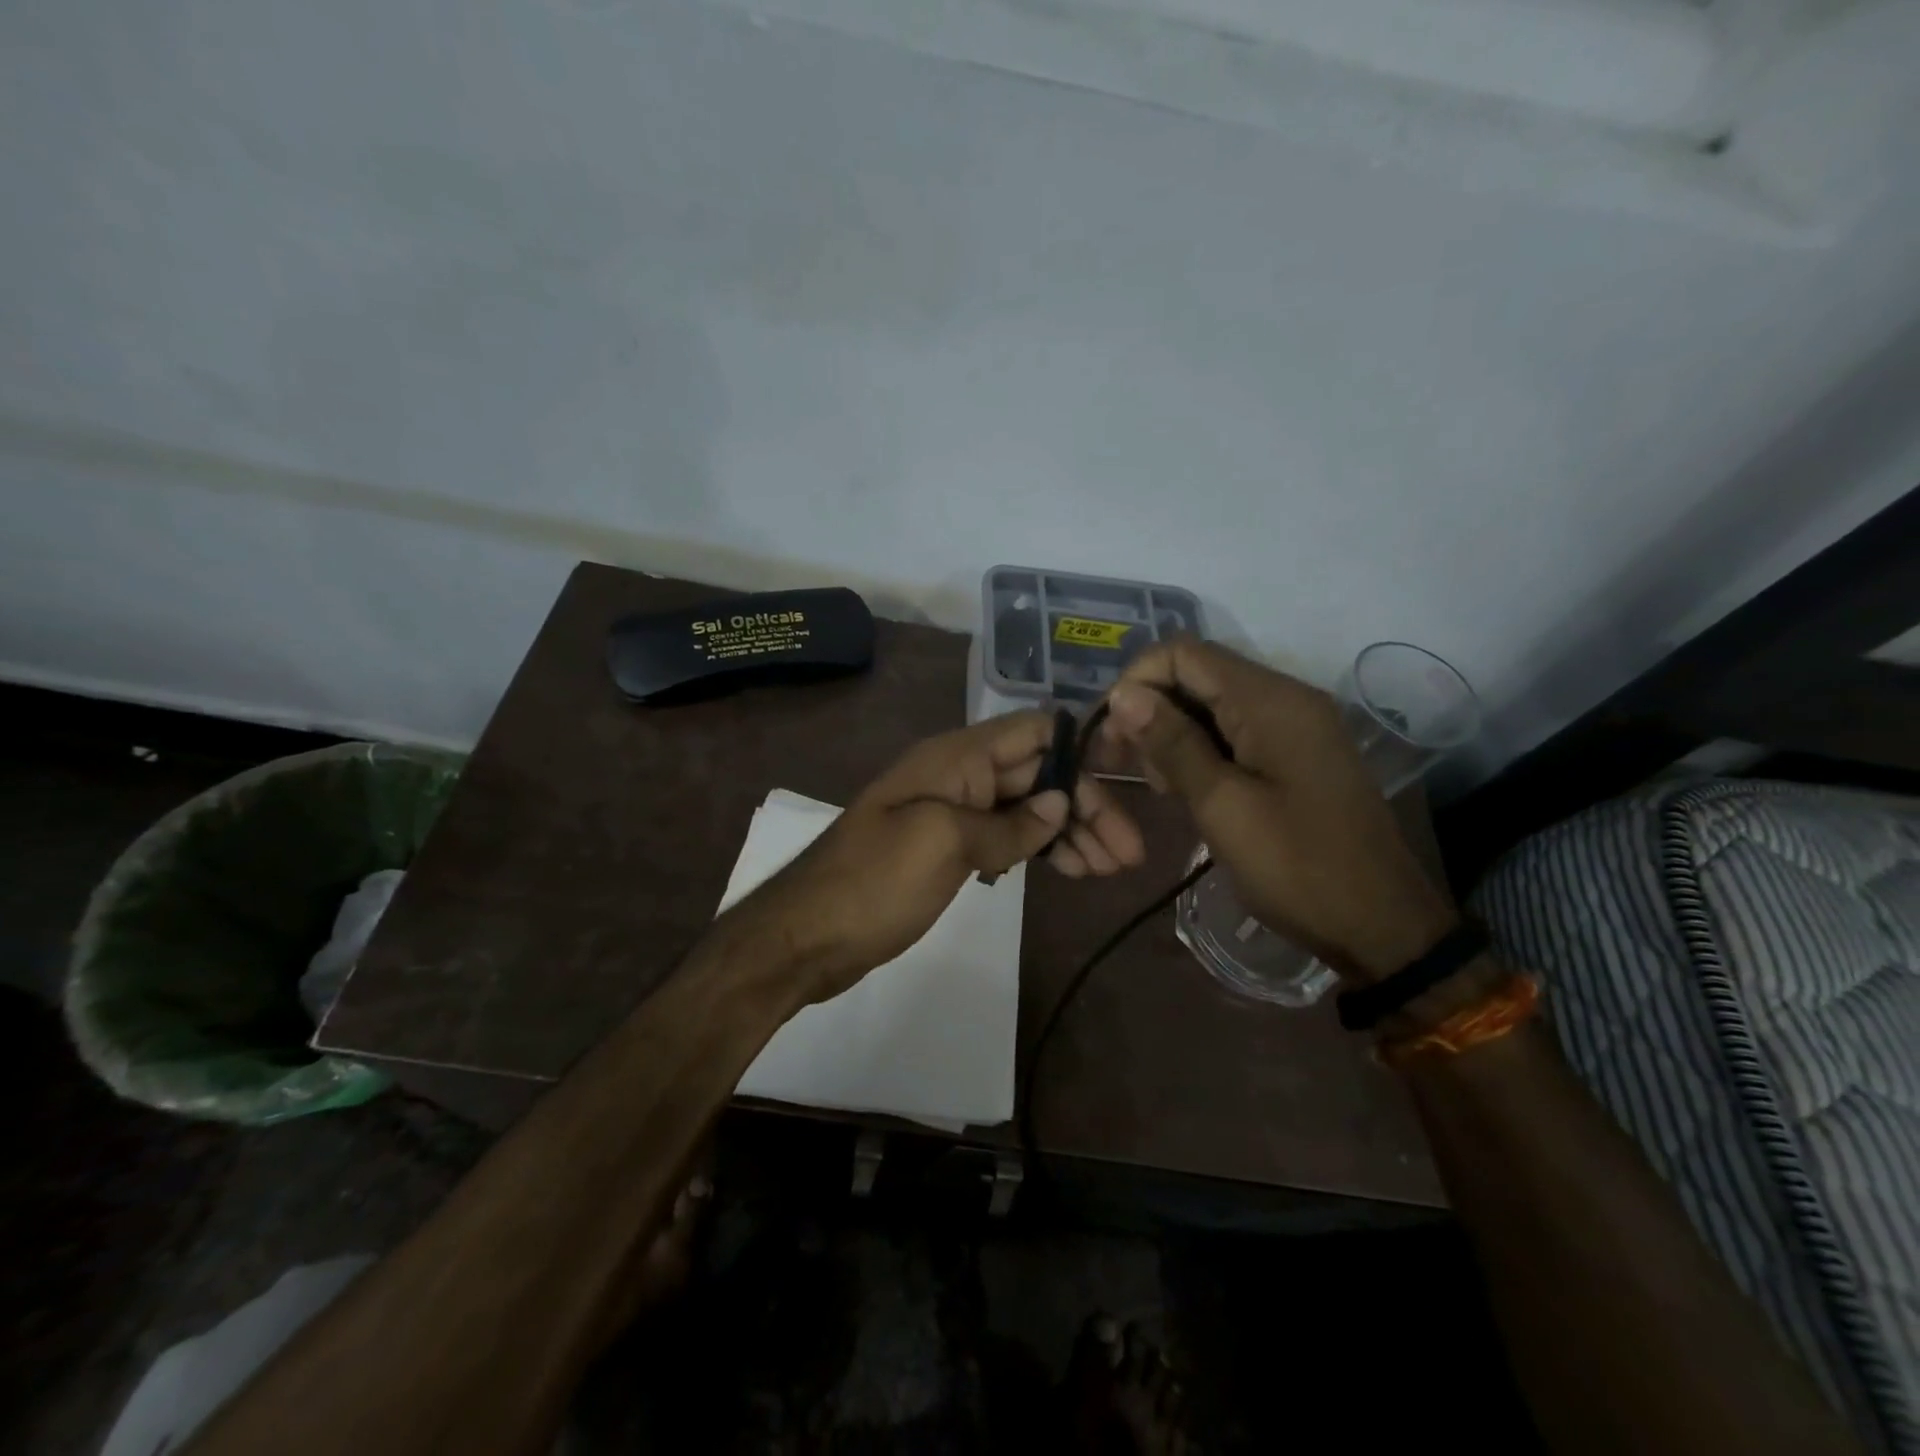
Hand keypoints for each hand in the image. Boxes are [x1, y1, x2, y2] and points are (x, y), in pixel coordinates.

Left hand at [740, 711, 1145, 1003]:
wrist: (806, 936)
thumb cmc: (873, 882)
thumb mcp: (943, 845)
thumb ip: (1007, 825)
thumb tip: (1059, 805)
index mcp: (956, 758)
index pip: (1034, 731)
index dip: (1081, 750)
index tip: (1128, 781)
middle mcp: (958, 776)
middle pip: (1037, 774)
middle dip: (1085, 806)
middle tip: (1129, 855)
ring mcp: (952, 814)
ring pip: (1024, 809)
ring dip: (1068, 832)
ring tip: (1109, 870)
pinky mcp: (947, 850)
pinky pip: (1004, 838)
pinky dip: (1036, 850)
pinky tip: (1065, 870)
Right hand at [1097, 639, 1455, 981]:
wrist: (1378, 926)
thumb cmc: (1296, 866)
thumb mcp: (1222, 805)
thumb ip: (1171, 743)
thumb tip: (1122, 695)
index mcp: (1270, 700)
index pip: (1184, 653)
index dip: (1137, 681)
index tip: (1111, 733)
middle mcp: (1285, 697)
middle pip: (1197, 675)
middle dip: (1150, 710)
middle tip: (1123, 764)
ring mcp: (1294, 725)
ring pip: (1211, 705)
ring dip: (1171, 734)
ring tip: (1155, 784)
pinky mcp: (1294, 753)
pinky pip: (1234, 731)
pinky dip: (1200, 750)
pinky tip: (1183, 787)